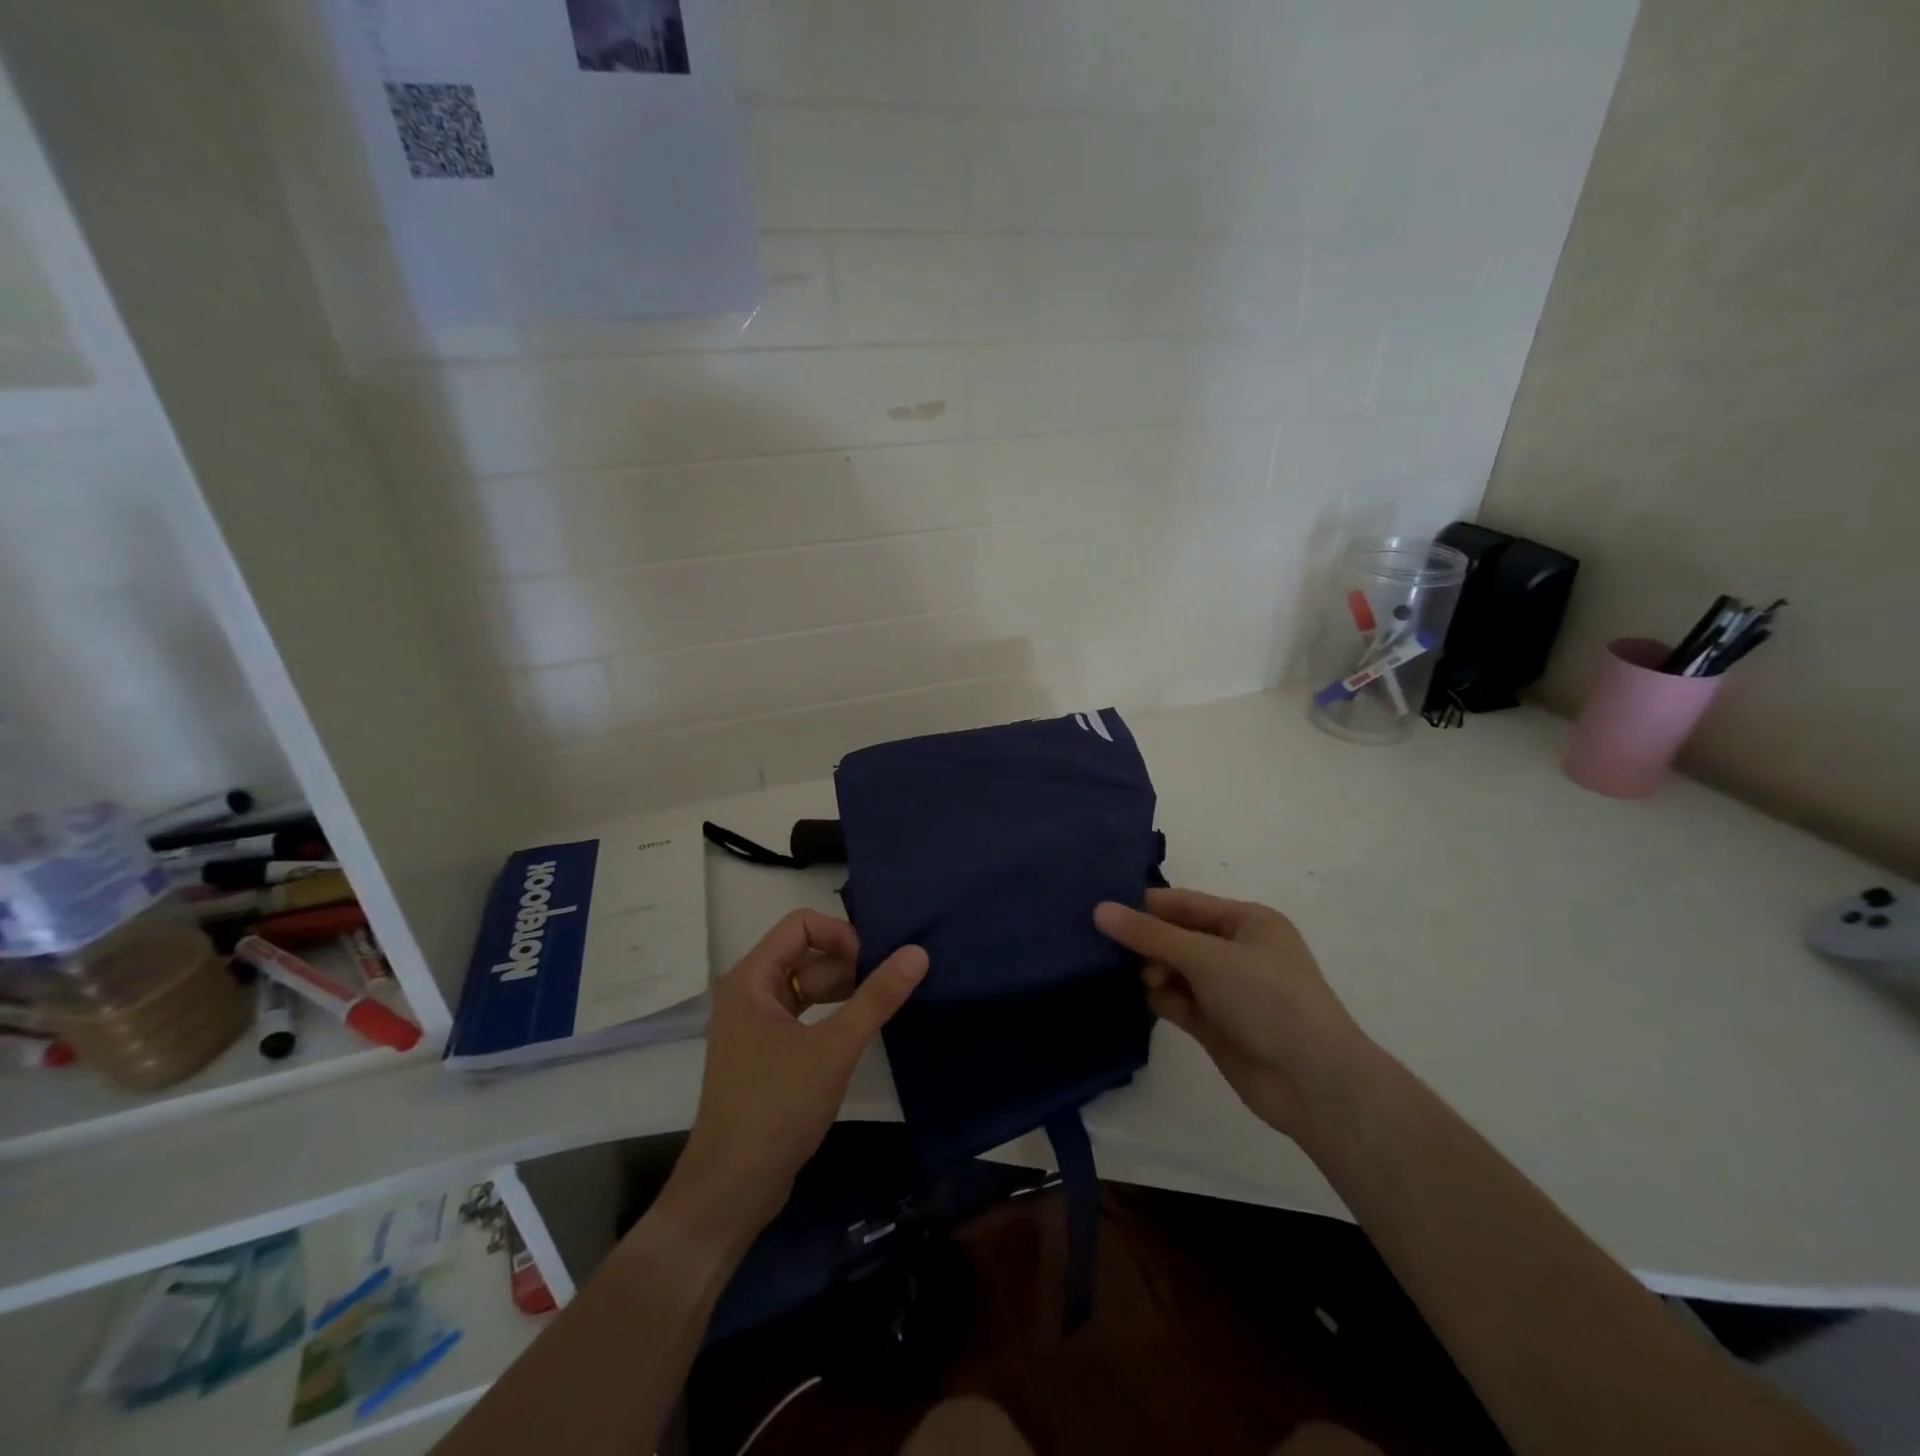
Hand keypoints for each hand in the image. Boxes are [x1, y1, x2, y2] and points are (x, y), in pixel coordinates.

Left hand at [668, 910, 926, 1240]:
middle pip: (803, 952)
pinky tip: (860, 1029)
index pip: (800, 925)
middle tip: (885, 984)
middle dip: (846, 962)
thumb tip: (917, 952)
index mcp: (750, 979)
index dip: (840, 934)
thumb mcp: (834, 1048)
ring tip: (881, 1003)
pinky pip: (801, 1014)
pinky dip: (830, 1014)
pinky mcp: (764, 1053)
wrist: (733, 1187)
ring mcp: (754, 1025)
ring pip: (804, 985)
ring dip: (841, 988)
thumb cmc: (777, 1106)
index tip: (872, 962)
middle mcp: (747, 993)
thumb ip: (876, 997)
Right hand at [1094, 887, 1370, 1141]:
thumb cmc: (1266, 1000)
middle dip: (1147, 943)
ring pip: (1174, 970)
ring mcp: (1227, 990)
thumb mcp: (1206, 957)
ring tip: (1147, 983)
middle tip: (1114, 953)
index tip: (1101, 911)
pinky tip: (1156, 1004)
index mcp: (1247, 921)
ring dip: (1155, 973)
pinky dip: (1165, 1000)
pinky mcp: (1217, 1024)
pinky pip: (1179, 1001)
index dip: (1144, 905)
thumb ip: (1149, 934)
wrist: (1313, 1082)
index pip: (1184, 904)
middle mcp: (1237, 951)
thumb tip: (1099, 910)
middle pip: (1177, 936)